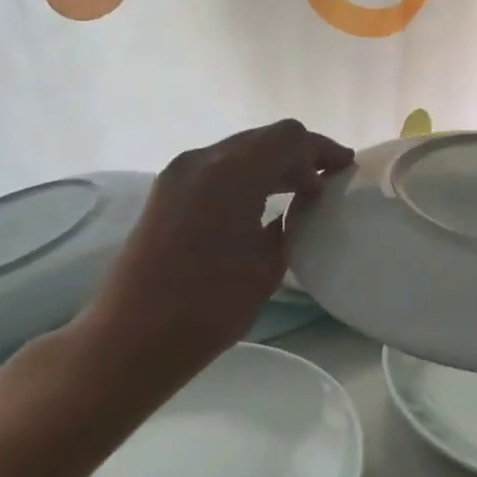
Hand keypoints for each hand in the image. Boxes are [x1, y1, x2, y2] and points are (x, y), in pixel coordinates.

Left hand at [61, 120, 352, 412]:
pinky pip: (219, 168)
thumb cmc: (209, 306)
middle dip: (300, 155)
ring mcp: (179, 174)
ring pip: (240, 151)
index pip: (288, 137)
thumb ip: (289, 223)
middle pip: (264, 138)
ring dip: (273, 164)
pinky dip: (248, 176)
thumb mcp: (268, 264)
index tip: (345, 171)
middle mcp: (202, 160)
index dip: (321, 150)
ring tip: (302, 193)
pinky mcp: (167, 192)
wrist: (131, 339)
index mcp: (231, 172)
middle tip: (328, 182)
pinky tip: (263, 204)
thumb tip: (298, 205)